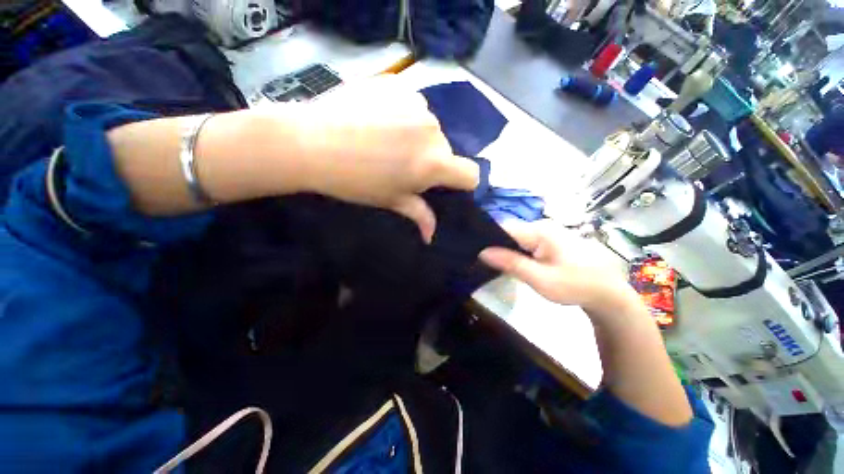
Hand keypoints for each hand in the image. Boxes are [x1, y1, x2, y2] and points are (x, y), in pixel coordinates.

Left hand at [282, 76, 479, 241]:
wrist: (310, 142)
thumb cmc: (355, 181)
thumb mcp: (390, 200)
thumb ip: (419, 214)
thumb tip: (431, 236)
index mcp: (434, 162)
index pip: (470, 174)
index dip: (461, 184)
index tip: (443, 186)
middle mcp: (433, 130)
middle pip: (446, 151)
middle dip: (431, 161)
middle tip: (402, 166)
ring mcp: (416, 102)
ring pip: (429, 129)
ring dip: (417, 138)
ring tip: (386, 142)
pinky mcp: (397, 84)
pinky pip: (412, 106)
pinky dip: (402, 116)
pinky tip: (377, 121)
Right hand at [479, 221, 637, 316]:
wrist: (608, 292)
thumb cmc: (576, 286)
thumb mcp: (541, 279)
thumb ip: (511, 264)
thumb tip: (482, 252)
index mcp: (539, 230)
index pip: (503, 227)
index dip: (486, 237)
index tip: (473, 251)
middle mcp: (541, 225)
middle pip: (508, 231)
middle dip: (495, 245)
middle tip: (483, 262)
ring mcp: (546, 231)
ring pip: (515, 237)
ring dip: (505, 250)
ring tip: (494, 263)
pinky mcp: (549, 239)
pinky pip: (525, 241)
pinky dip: (516, 251)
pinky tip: (512, 262)